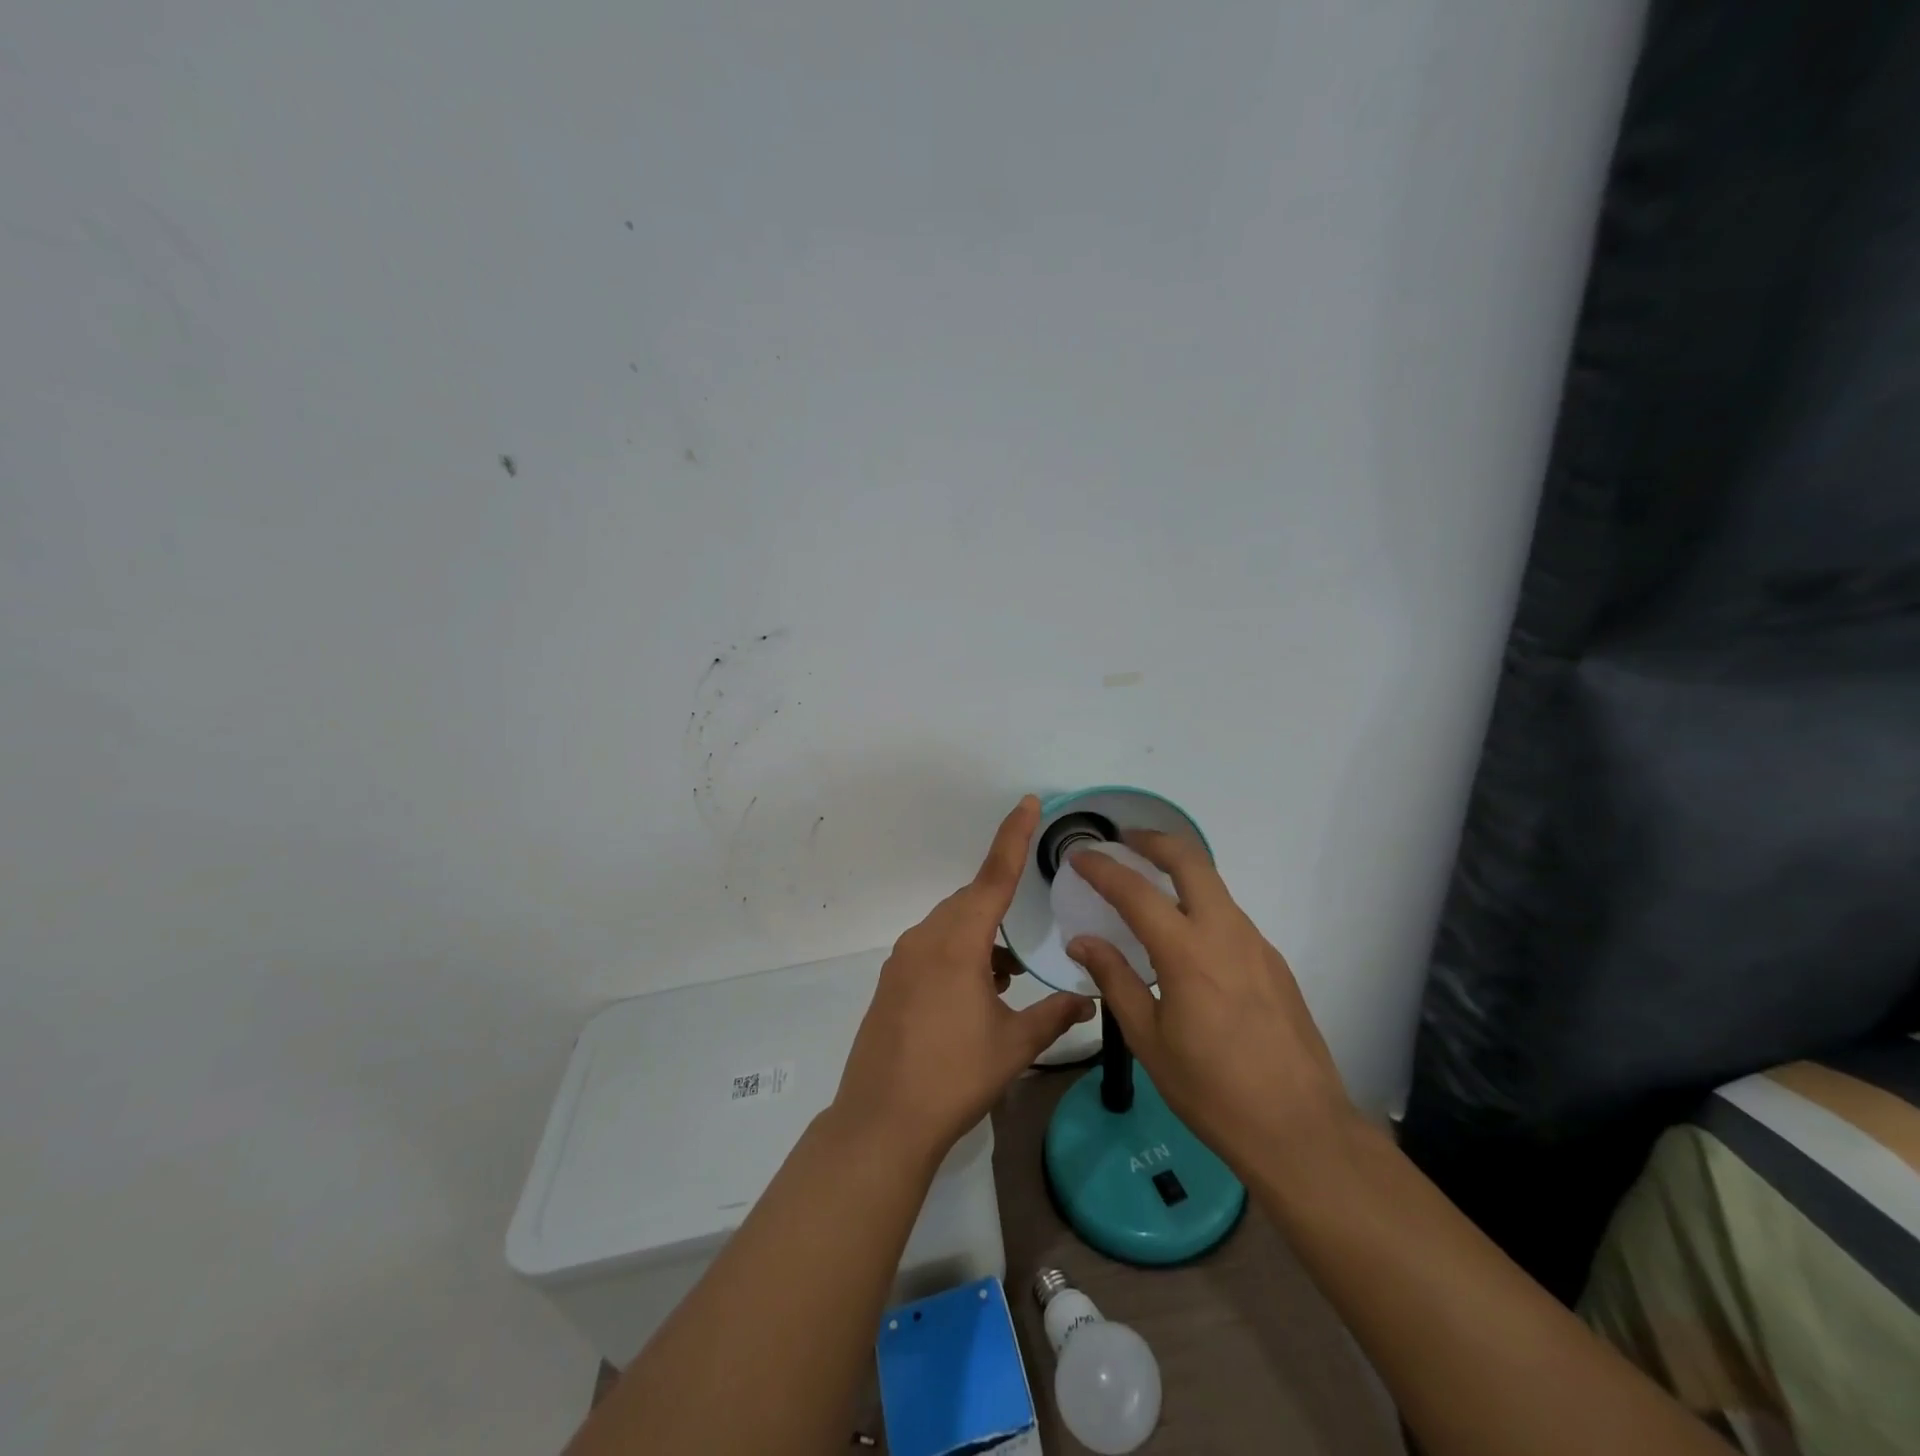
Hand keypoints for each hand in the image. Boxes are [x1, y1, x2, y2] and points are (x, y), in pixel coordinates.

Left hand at [834, 796, 1095, 1161]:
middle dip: (1001, 907)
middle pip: (971, 902)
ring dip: (981, 939)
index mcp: (958, 943)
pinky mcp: (891, 981)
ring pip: (951, 927)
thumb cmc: (955, 1077)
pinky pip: (932, 948)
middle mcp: (926, 938)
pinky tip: (977, 992)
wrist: (883, 1121)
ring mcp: (902, 959)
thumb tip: (1088, 1000)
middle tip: (1028, 934)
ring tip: (1008, 975)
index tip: (1027, 803)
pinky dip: (960, 956)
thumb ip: (1054, 1015)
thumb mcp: (1013, 1045)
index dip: (1013, 837)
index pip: (993, 876)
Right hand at [1065, 831, 1353, 1173]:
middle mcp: (1226, 933)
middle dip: (1153, 840)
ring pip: (1214, 886)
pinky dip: (1200, 906)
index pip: (1135, 891)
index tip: (1078, 855)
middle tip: (1124, 840)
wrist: (1301, 1130)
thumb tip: (1083, 941)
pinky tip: (1186, 941)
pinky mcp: (1274, 963)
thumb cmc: (1212, 1090)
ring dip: (1179, 872)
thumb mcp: (1149, 1040)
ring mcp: (1257, 945)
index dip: (1102, 868)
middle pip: (1190, 861)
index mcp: (1187, 952)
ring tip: (1148, 889)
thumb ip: (1114, 980)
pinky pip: (1230, 917)